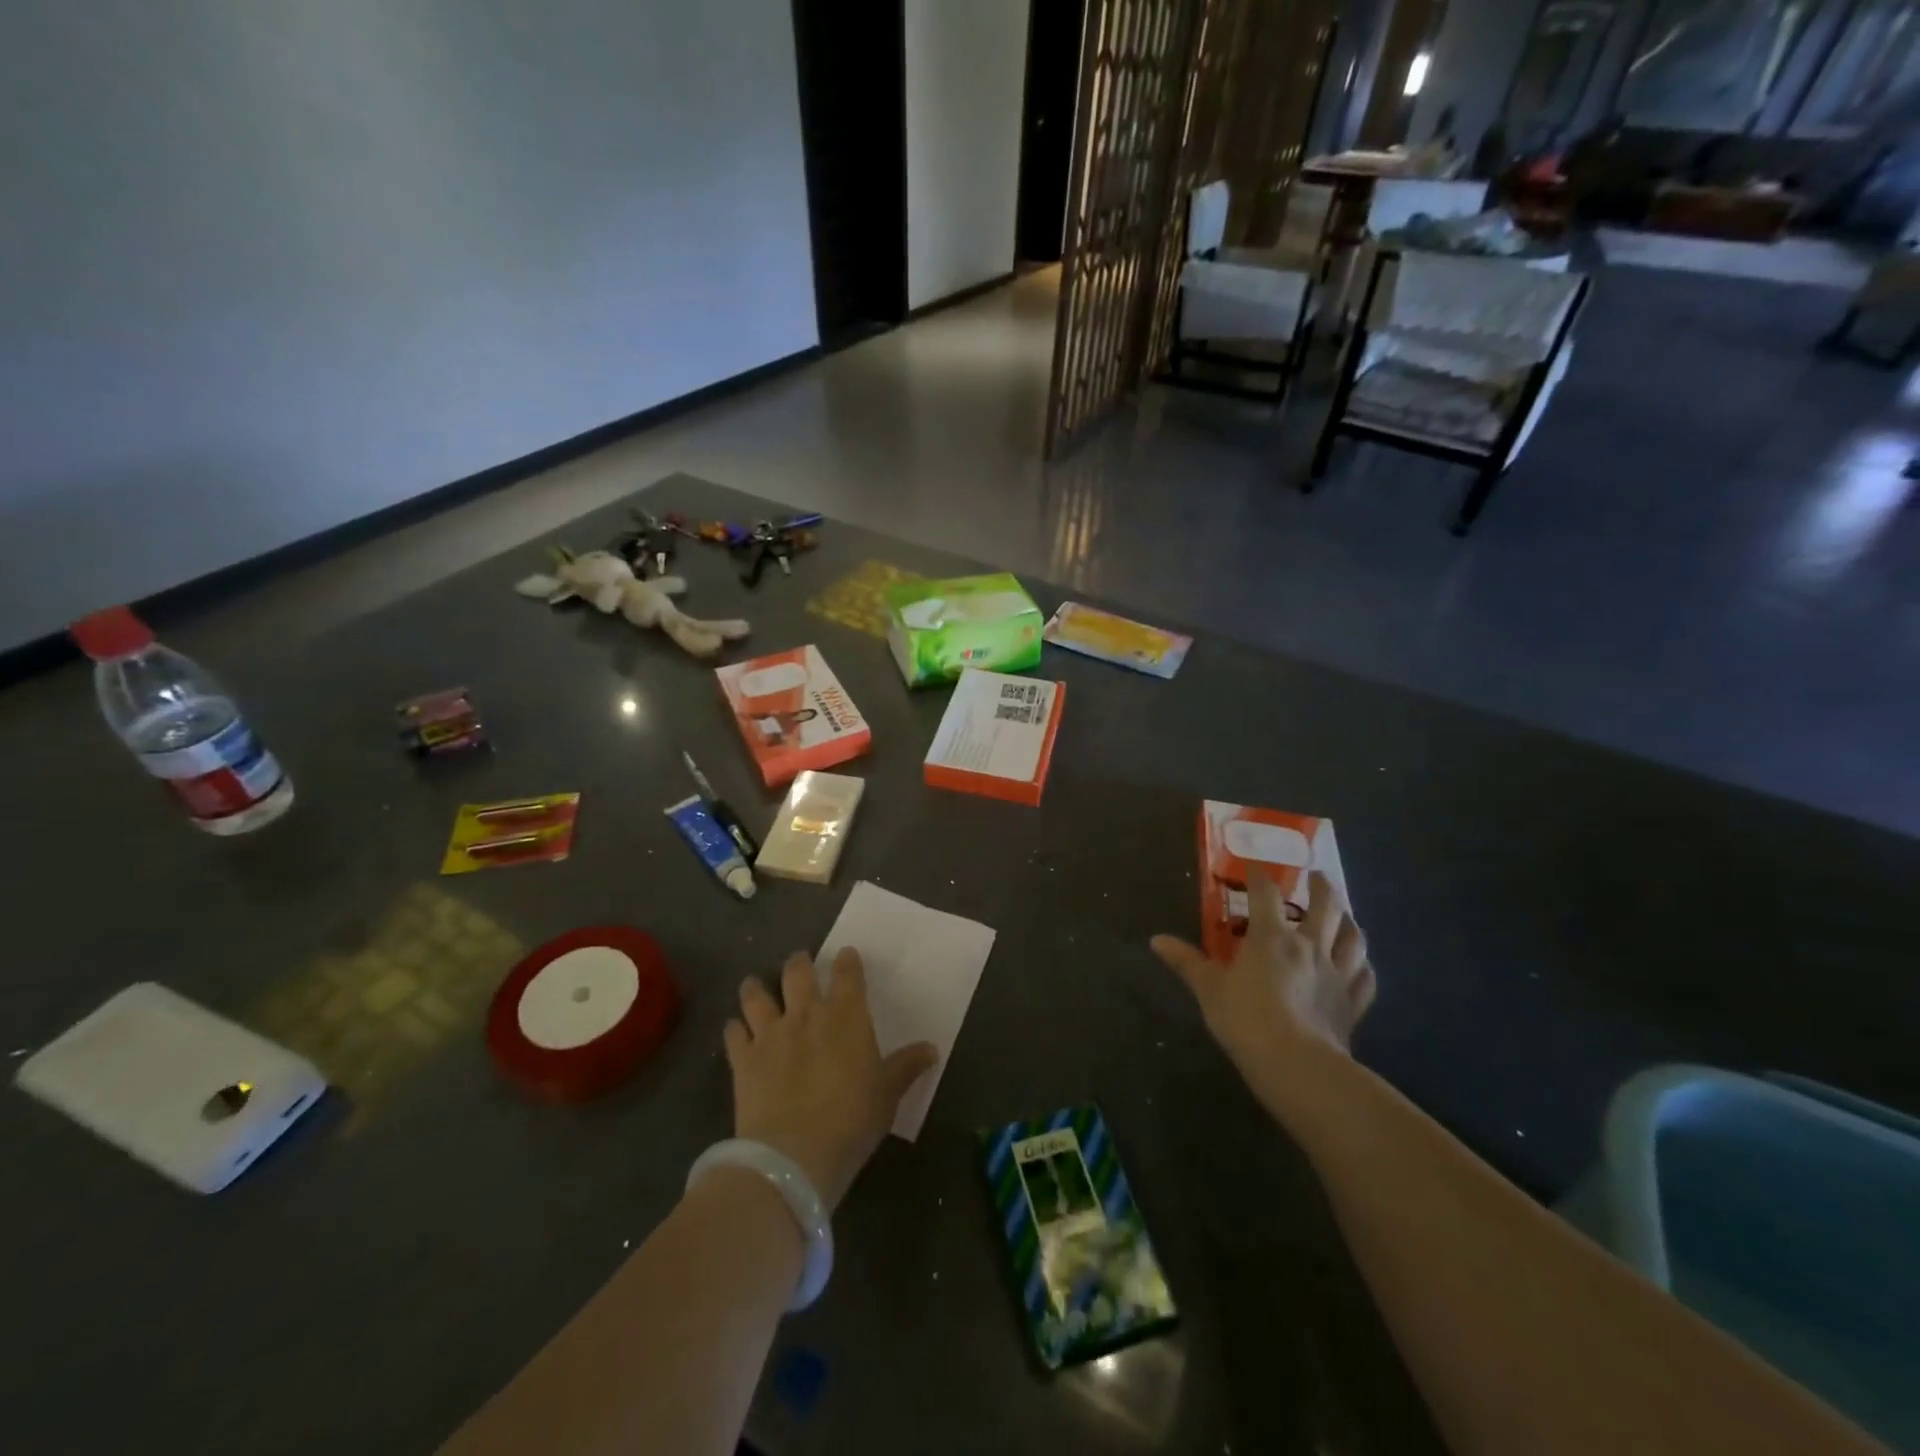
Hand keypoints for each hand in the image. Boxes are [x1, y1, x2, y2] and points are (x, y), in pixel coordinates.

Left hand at [725, 948, 937, 1211]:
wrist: (794, 1155)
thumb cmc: (851, 1120)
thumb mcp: (888, 1094)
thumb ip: (906, 1066)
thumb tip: (932, 1048)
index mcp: (846, 1016)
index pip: (847, 973)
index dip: (847, 961)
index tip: (847, 954)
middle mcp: (806, 1014)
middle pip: (798, 972)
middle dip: (799, 963)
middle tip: (800, 962)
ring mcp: (770, 1033)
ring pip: (757, 995)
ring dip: (757, 987)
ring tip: (755, 985)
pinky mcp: (742, 1059)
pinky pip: (733, 1032)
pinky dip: (735, 1028)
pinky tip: (736, 1031)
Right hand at [1150, 870, 1375, 1080]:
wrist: (1297, 1066)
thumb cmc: (1246, 1020)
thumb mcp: (1208, 988)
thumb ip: (1185, 961)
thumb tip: (1156, 940)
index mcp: (1271, 937)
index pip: (1266, 893)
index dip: (1260, 877)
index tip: (1256, 870)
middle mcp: (1309, 946)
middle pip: (1325, 906)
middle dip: (1322, 887)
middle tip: (1317, 877)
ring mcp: (1337, 974)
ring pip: (1353, 938)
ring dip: (1349, 921)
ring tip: (1345, 915)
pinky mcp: (1352, 1004)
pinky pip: (1365, 979)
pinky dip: (1363, 967)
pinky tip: (1361, 966)